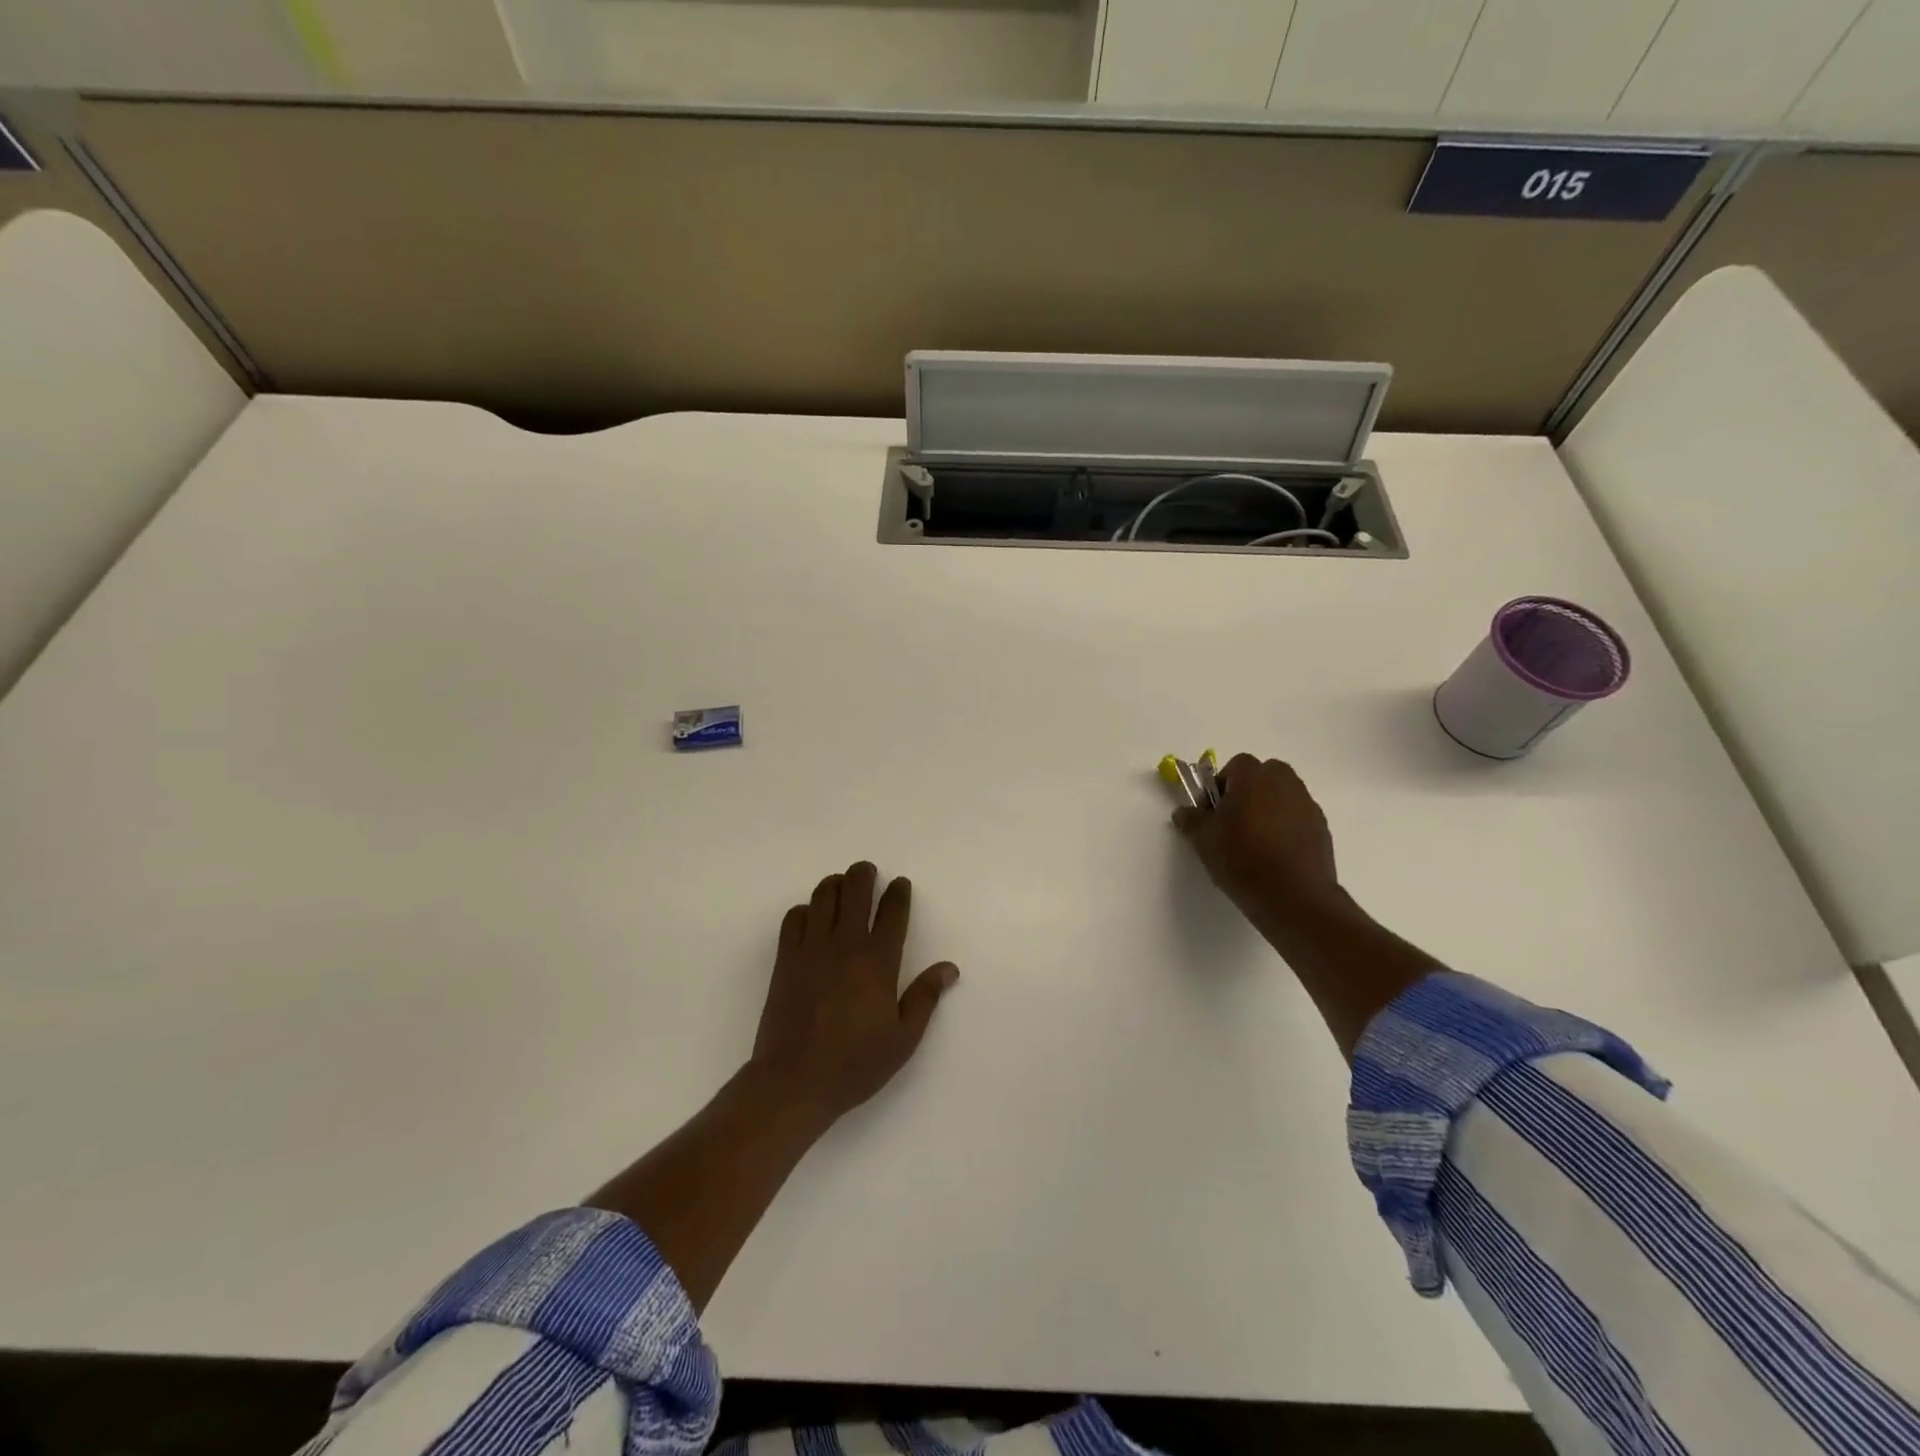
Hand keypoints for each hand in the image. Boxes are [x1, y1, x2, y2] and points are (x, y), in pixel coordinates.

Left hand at [750, 861, 958, 1125]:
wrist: (794, 1081)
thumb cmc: (855, 1063)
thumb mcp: (903, 1038)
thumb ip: (925, 997)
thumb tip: (949, 968)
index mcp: (878, 961)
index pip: (892, 912)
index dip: (899, 893)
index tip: (901, 884)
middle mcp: (845, 944)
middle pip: (855, 891)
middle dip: (864, 874)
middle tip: (868, 872)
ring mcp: (811, 948)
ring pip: (823, 897)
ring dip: (835, 885)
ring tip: (842, 886)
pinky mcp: (786, 959)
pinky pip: (794, 918)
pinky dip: (805, 909)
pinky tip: (811, 917)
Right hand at [1173, 754, 1343, 930]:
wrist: (1293, 896)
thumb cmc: (1241, 858)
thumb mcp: (1203, 839)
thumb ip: (1191, 819)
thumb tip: (1184, 812)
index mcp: (1254, 777)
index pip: (1237, 765)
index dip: (1222, 784)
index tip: (1214, 810)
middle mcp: (1285, 783)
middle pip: (1264, 775)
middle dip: (1248, 791)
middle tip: (1234, 821)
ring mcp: (1307, 805)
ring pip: (1282, 796)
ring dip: (1268, 808)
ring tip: (1254, 841)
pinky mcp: (1322, 828)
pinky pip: (1297, 818)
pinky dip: (1286, 827)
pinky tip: (1275, 855)